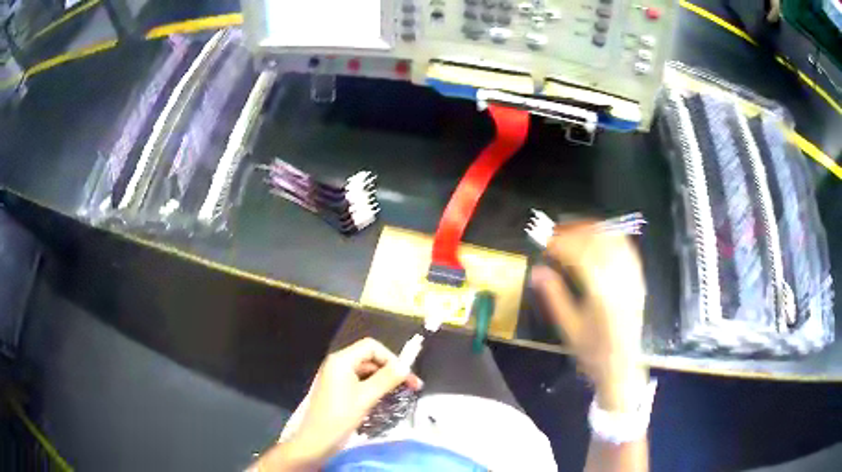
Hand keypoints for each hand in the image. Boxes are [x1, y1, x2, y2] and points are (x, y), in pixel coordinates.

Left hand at [258, 338, 422, 470]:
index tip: (406, 376)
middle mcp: (337, 364)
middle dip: (390, 370)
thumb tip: (406, 366)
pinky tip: (384, 400)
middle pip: (369, 357)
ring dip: (384, 380)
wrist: (315, 441)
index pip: (371, 347)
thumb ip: (387, 379)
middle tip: (411, 387)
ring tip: (401, 394)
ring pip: (365, 371)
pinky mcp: (336, 389)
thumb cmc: (340, 417)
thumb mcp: (366, 397)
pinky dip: (373, 387)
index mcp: (341, 360)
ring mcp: (336, 377)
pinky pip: (359, 381)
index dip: (391, 358)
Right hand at [530, 221, 647, 411]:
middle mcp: (621, 281)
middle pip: (599, 242)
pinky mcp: (638, 280)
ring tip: (574, 231)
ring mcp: (633, 278)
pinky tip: (599, 238)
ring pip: (615, 240)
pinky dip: (611, 237)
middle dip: (575, 232)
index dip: (561, 244)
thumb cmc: (592, 352)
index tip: (544, 243)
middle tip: (555, 233)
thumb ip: (554, 296)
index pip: (581, 255)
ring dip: (593, 230)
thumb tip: (537, 270)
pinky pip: (627, 249)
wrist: (621, 367)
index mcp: (602, 295)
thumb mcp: (568, 328)